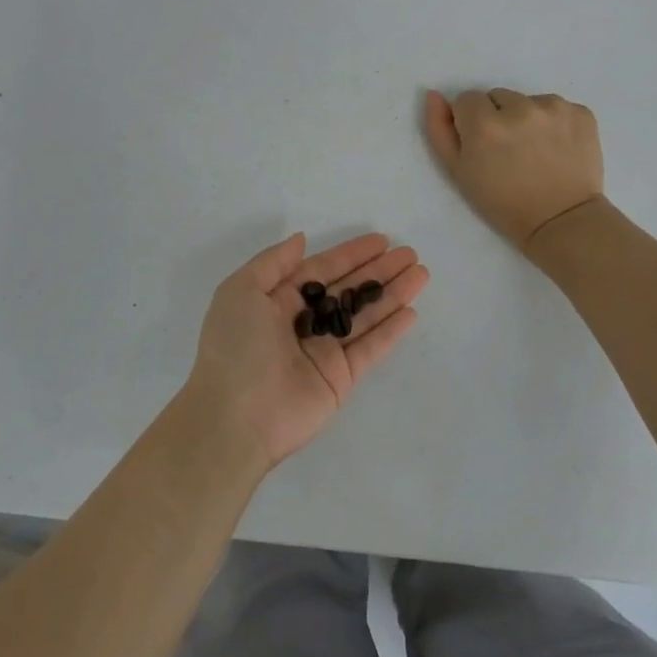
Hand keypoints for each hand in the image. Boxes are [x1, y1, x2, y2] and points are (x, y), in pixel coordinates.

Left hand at [183, 232, 428, 468]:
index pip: (322, 270)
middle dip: (379, 271)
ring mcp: (323, 351)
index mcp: (278, 300)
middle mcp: (303, 323)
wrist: (235, 417)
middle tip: (410, 254)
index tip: (382, 240)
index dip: (351, 254)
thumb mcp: (240, 291)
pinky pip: (370, 349)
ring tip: (421, 274)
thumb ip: (273, 262)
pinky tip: (411, 312)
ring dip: (392, 294)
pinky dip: (390, 331)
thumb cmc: (235, 346)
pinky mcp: (340, 379)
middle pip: (349, 289)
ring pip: (365, 316)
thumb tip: (301, 239)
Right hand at [425, 88, 604, 250]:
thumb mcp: (458, 172)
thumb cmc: (502, 203)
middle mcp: (520, 108)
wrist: (561, 221)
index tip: (482, 146)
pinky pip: (557, 107)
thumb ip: (440, 130)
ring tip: (534, 151)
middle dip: (499, 117)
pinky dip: (554, 123)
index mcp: (484, 124)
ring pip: (528, 100)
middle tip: (509, 151)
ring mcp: (554, 108)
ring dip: (527, 118)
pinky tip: (556, 148)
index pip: (467, 99)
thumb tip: (434, 95)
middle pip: (498, 97)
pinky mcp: (581, 113)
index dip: (471, 123)